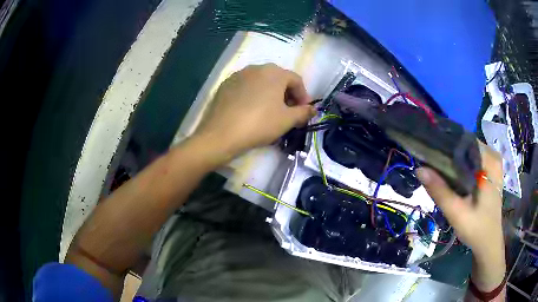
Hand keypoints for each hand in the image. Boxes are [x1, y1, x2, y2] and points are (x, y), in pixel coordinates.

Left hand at [195, 64, 314, 158]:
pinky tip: (251, 110)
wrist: (221, 134)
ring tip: (270, 111)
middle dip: (287, 95)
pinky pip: (246, 87)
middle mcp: (257, 67)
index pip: (296, 80)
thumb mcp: (287, 120)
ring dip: (270, 94)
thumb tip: (313, 110)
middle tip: (288, 112)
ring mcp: (239, 74)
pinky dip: (254, 95)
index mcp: (275, 72)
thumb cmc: (260, 124)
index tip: (304, 111)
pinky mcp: (225, 84)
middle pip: (278, 79)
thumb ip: (304, 112)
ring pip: (261, 82)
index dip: (303, 96)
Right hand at [417, 142, 505, 290]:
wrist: (489, 243)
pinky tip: (450, 177)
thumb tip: (419, 169)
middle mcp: (492, 156)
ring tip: (436, 170)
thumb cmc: (477, 229)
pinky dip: (459, 167)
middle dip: (447, 153)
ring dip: (452, 161)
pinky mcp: (489, 171)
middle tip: (430, 164)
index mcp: (490, 161)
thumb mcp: (457, 213)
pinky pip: (471, 161)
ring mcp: (492, 163)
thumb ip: (440, 191)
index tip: (428, 151)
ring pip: (467, 153)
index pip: (464, 139)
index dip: (445, 143)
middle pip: (465, 145)